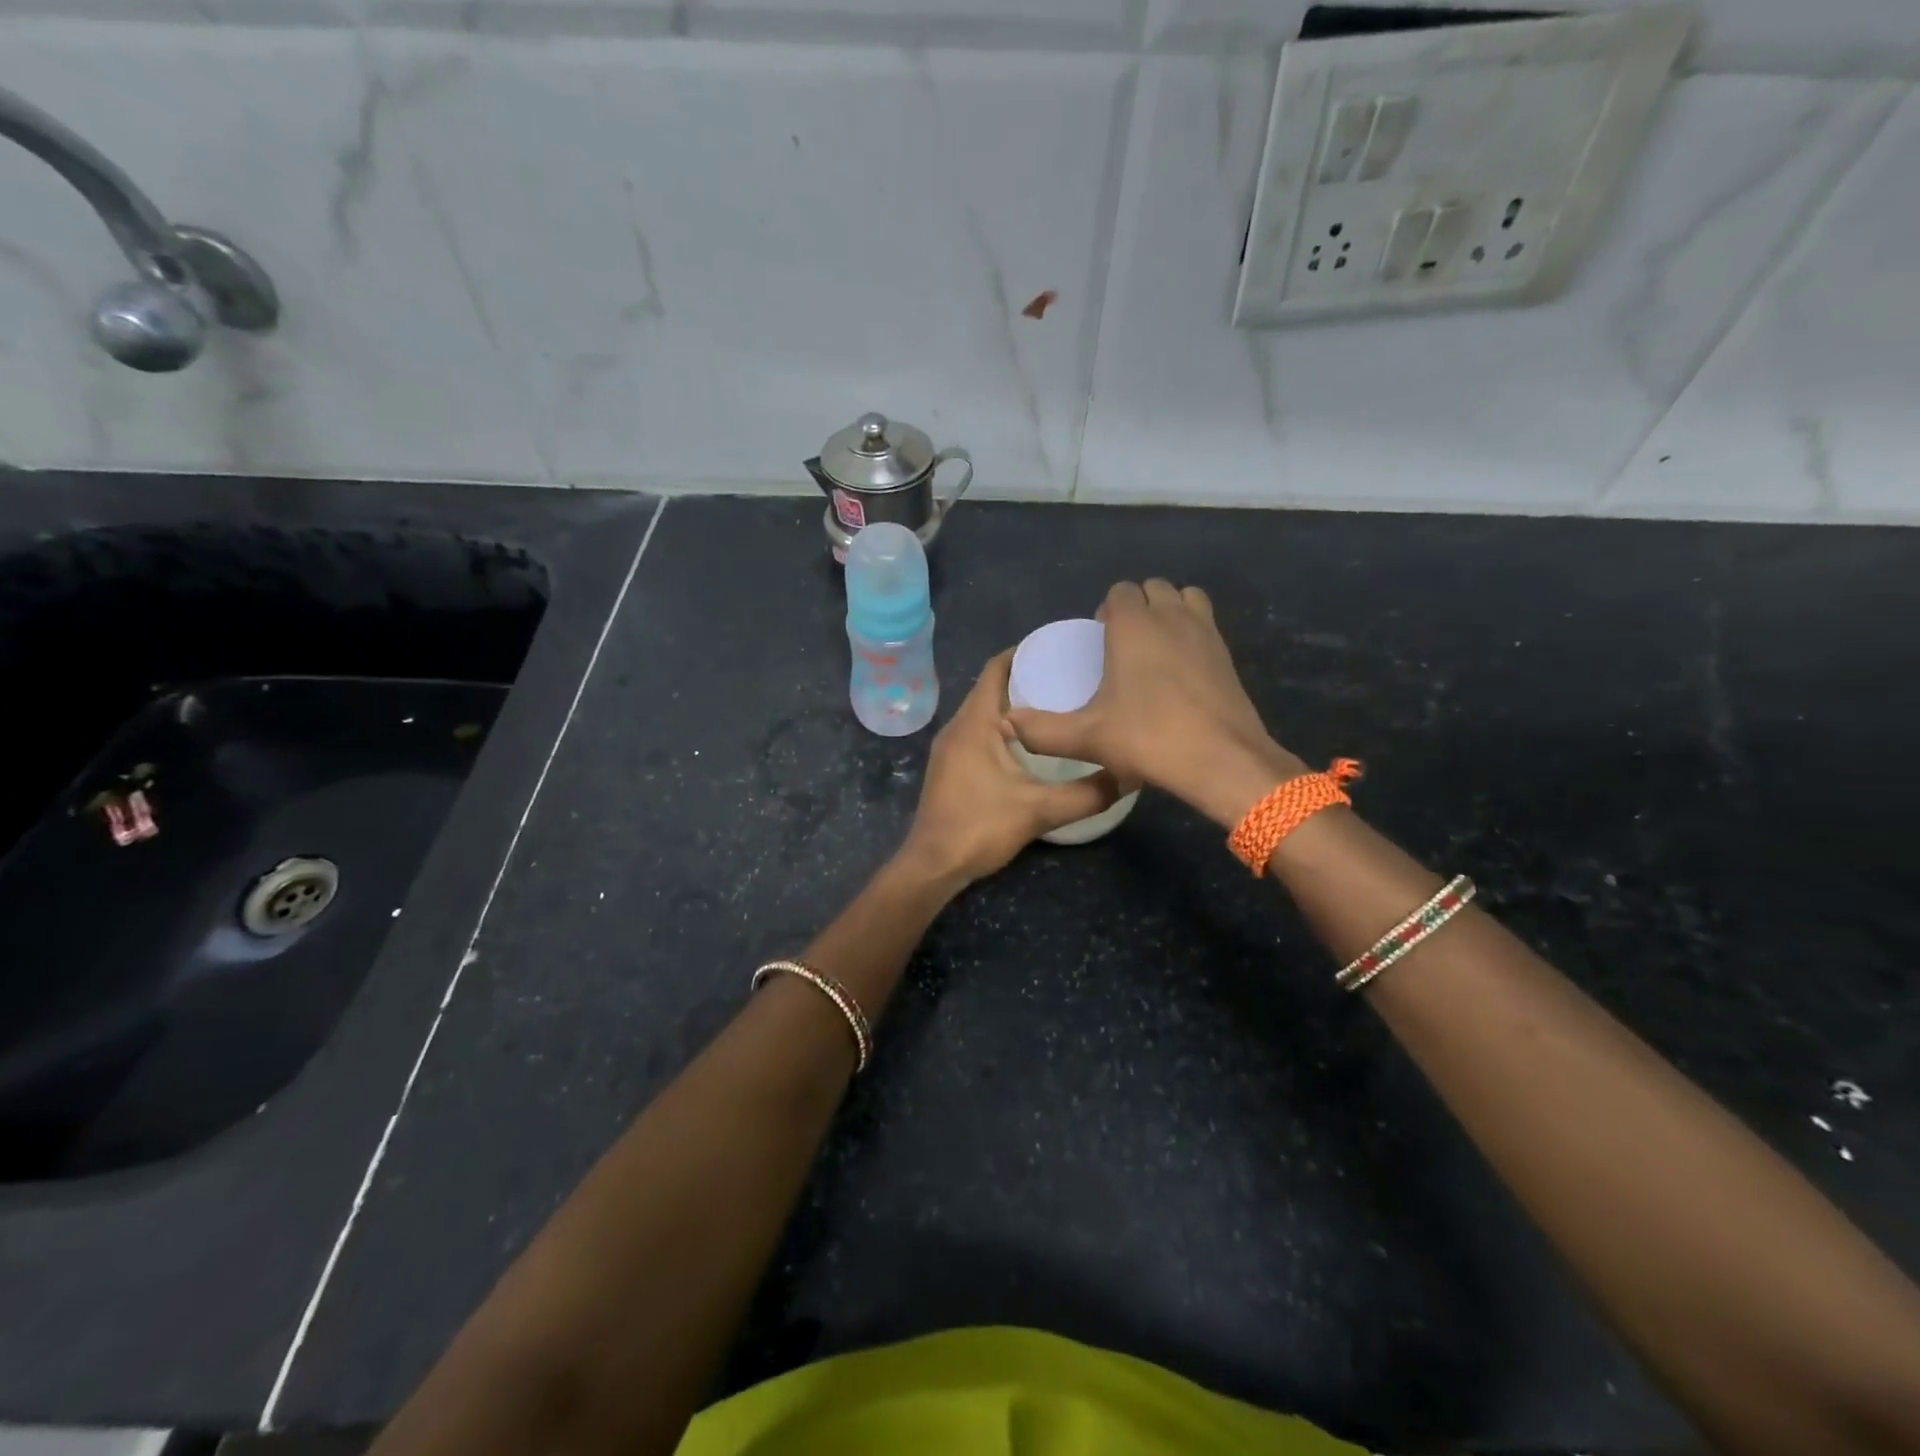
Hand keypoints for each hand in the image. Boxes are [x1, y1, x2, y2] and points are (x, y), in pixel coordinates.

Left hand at [899, 650, 1119, 885]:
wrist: (933, 865)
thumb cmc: (980, 827)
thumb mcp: (1040, 810)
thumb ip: (1087, 794)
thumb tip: (1126, 776)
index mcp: (975, 723)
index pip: (995, 669)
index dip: (1023, 652)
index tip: (1057, 650)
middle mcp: (957, 727)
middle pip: (990, 687)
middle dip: (1025, 678)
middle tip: (1066, 678)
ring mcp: (949, 748)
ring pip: (983, 712)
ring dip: (1013, 705)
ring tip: (1054, 707)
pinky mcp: (949, 767)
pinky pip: (977, 732)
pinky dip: (1001, 727)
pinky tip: (1029, 745)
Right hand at [1002, 579, 1305, 828]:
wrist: (1221, 760)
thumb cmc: (1148, 739)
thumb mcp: (1086, 738)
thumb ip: (1041, 730)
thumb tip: (1006, 723)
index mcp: (1133, 625)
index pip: (1119, 591)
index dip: (1106, 610)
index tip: (1099, 642)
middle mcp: (1170, 616)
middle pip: (1152, 588)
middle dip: (1136, 607)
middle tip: (1122, 647)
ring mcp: (1205, 631)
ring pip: (1184, 598)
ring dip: (1168, 611)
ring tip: (1154, 648)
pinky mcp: (1227, 652)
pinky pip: (1205, 622)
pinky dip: (1191, 631)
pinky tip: (1181, 669)